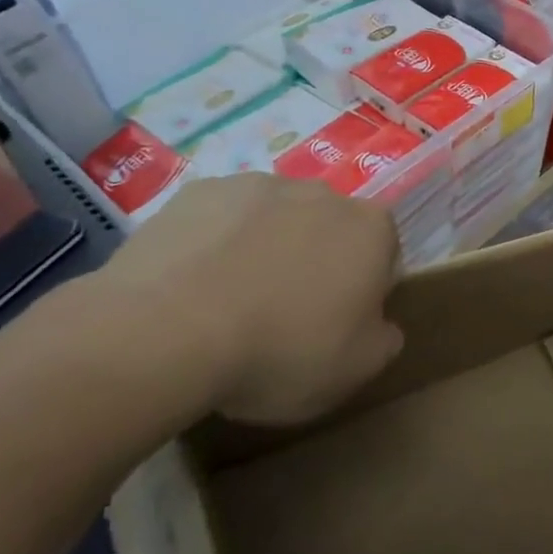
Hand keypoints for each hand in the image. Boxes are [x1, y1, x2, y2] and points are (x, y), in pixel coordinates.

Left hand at [93, 174, 402, 425]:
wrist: (168, 331)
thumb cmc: (282, 350)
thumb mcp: (357, 369)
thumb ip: (384, 339)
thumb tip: (379, 324)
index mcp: (370, 228)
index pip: (383, 254)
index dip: (362, 291)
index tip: (335, 326)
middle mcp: (322, 193)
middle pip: (327, 229)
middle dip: (314, 262)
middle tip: (284, 317)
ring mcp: (257, 185)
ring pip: (273, 219)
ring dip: (264, 249)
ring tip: (230, 304)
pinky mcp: (199, 192)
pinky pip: (219, 219)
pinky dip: (214, 244)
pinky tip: (191, 288)